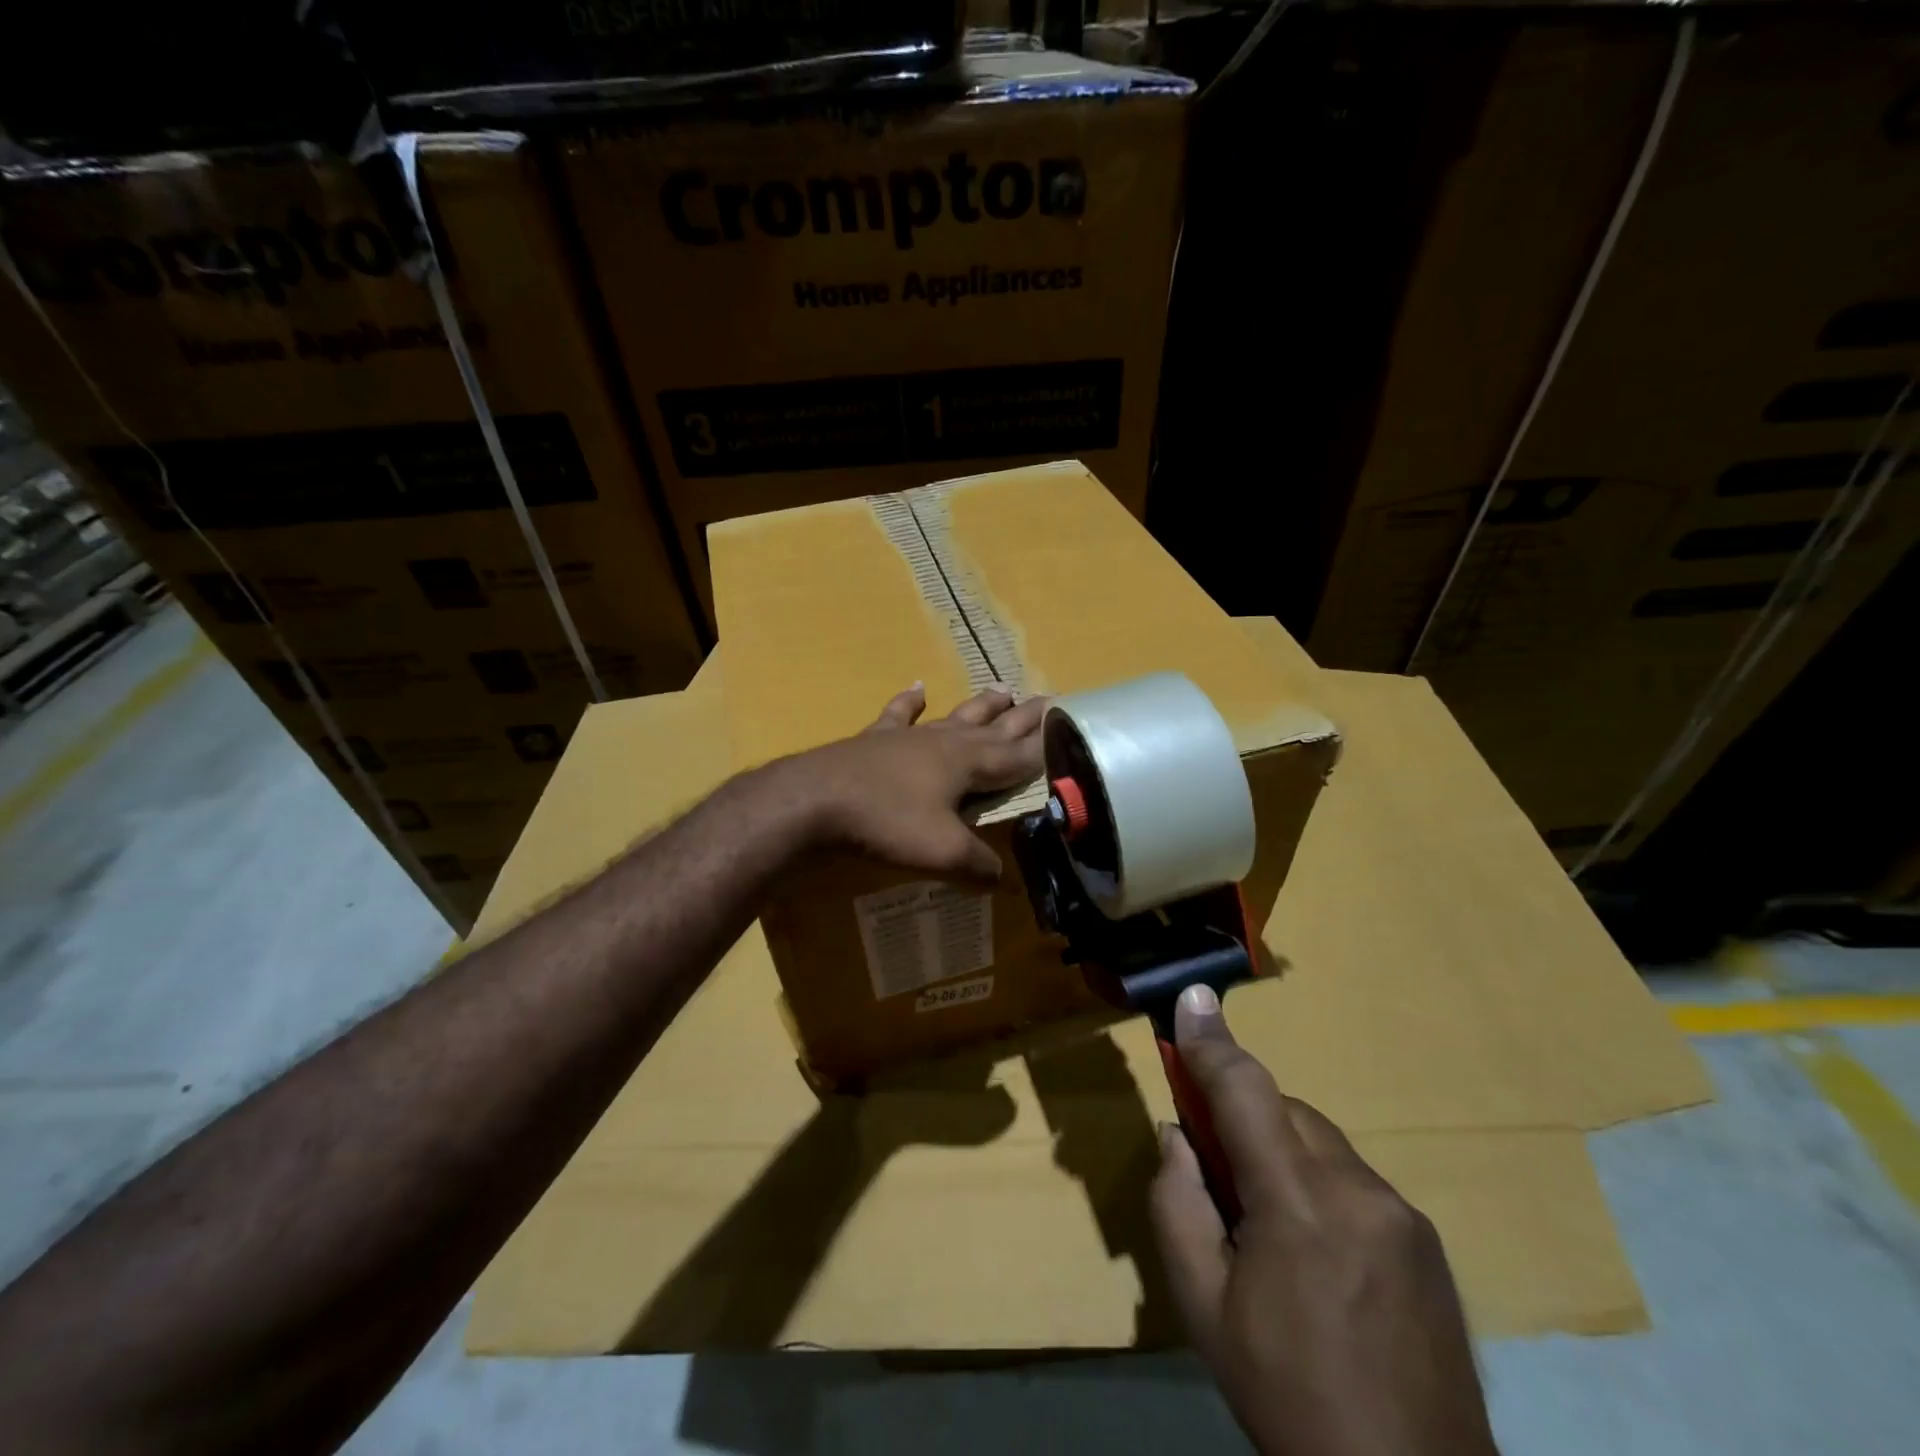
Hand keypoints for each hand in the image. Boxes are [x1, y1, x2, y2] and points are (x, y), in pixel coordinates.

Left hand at [785, 683, 1045, 881]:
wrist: (815, 801)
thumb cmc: (886, 824)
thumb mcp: (942, 853)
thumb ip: (979, 866)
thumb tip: (1006, 881)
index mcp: (968, 765)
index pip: (1017, 756)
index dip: (1043, 746)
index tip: (1067, 728)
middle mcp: (945, 742)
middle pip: (993, 727)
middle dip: (1022, 717)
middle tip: (1048, 699)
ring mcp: (909, 737)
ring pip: (955, 716)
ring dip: (981, 705)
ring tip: (1003, 688)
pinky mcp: (875, 739)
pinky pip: (899, 715)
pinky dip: (910, 701)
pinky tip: (918, 687)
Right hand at [1151, 986, 1496, 1455]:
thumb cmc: (1286, 1396)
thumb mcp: (1202, 1306)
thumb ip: (1178, 1203)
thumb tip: (1180, 1135)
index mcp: (1297, 1206)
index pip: (1245, 1092)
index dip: (1211, 1042)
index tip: (1190, 998)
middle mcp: (1359, 1191)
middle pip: (1285, 1110)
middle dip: (1243, 1116)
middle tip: (1216, 1168)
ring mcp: (1402, 1215)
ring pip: (1320, 1141)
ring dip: (1282, 1152)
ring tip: (1271, 1226)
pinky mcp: (1428, 1240)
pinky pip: (1354, 1178)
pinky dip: (1320, 1184)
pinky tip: (1319, 1252)